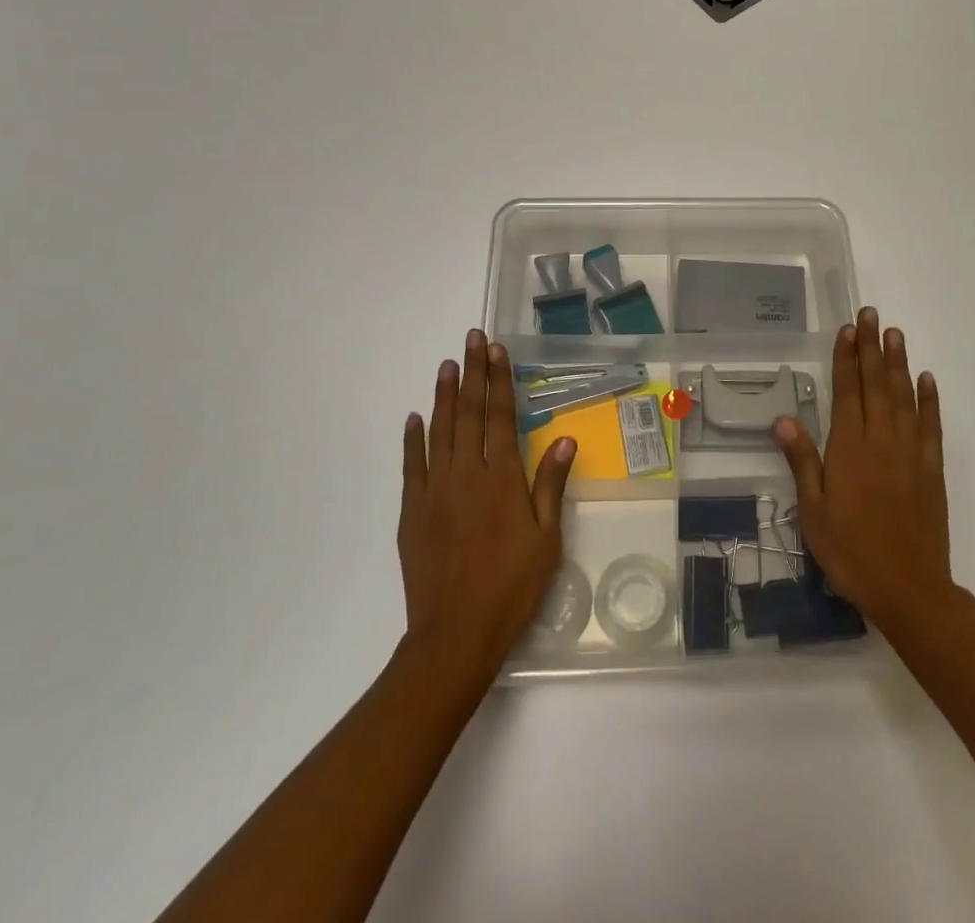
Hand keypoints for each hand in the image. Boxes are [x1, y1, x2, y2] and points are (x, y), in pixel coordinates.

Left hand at [397, 331, 576, 693]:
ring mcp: (434, 491)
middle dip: (472, 373)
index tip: (496, 350)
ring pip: (439, 432)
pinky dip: (412, 439)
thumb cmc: (511, 587)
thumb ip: (551, 486)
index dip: (499, 380)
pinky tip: (414, 418)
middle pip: (469, 414)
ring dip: (444, 396)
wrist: (455, 635)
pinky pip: (411, 466)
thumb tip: (563, 439)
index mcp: (502, 479)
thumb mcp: (547, 540)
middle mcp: (466, 475)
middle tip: (470, 339)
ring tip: (446, 365)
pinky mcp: (411, 512)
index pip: (501, 417)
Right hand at [772, 308, 950, 634]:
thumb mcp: (813, 511)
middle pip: (876, 384)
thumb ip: (802, 461)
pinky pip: (931, 425)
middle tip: (872, 315)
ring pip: (904, 397)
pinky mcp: (931, 469)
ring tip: (895, 334)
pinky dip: (929, 400)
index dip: (847, 358)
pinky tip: (927, 380)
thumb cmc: (851, 551)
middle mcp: (881, 440)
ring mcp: (910, 452)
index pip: (847, 391)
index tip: (848, 329)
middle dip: (872, 348)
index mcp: (849, 447)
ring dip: (899, 363)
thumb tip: (784, 418)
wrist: (909, 589)